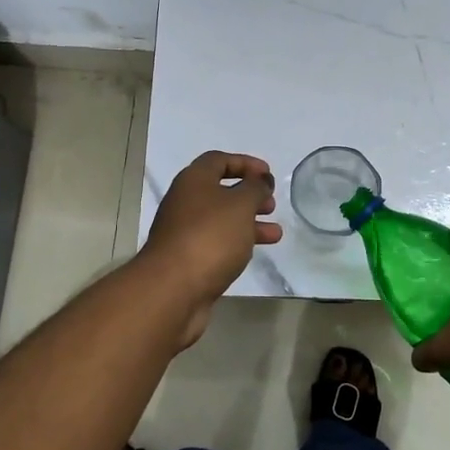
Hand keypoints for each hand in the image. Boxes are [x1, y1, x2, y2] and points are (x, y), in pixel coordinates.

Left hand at [140, 150, 282, 347]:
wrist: (173, 289)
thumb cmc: (210, 237)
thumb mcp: (241, 205)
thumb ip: (255, 188)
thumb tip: (260, 180)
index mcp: (193, 180)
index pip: (219, 160)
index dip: (245, 163)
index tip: (268, 174)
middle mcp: (185, 202)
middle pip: (220, 191)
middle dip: (249, 195)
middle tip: (271, 204)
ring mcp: (184, 232)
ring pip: (221, 220)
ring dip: (249, 222)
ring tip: (275, 233)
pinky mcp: (188, 258)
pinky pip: (217, 242)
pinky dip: (237, 242)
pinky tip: (254, 252)